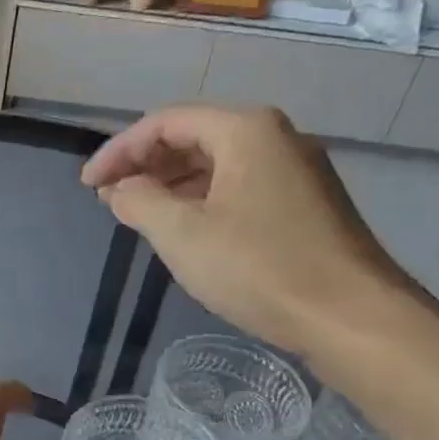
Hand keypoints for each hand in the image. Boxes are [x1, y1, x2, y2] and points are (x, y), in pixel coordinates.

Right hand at [80, 105, 420, 361]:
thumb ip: (139, 202)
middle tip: (109, 198)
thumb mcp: (181, 234)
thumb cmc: (259, 267)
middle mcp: (275, 137)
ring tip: (138, 214)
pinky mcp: (306, 204)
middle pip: (193, 136)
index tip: (87, 185)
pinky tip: (185, 229)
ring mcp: (295, 171)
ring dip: (171, 184)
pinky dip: (201, 200)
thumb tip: (121, 190)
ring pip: (217, 164)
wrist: (351, 317)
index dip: (119, 151)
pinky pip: (239, 186)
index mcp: (245, 129)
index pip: (164, 122)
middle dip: (145, 165)